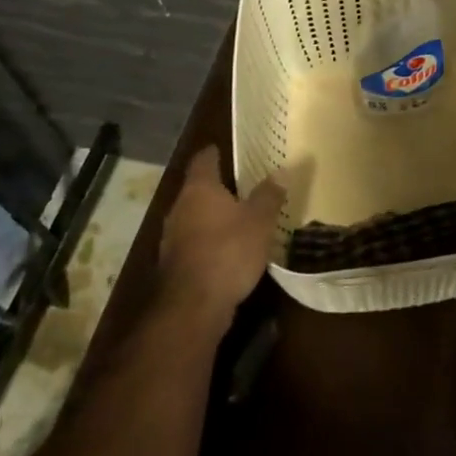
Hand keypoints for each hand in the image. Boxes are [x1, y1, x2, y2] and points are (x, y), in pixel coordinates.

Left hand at [157, 147, 284, 327]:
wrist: (192, 307)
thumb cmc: (227, 251)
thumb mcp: (259, 221)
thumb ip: (269, 195)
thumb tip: (282, 170)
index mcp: (199, 189)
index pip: (204, 160)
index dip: (215, 152)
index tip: (225, 149)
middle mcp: (180, 207)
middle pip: (197, 189)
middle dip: (217, 187)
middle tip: (242, 185)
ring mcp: (173, 237)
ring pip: (194, 216)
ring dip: (213, 216)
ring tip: (238, 217)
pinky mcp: (175, 264)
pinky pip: (194, 242)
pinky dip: (209, 240)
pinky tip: (228, 249)